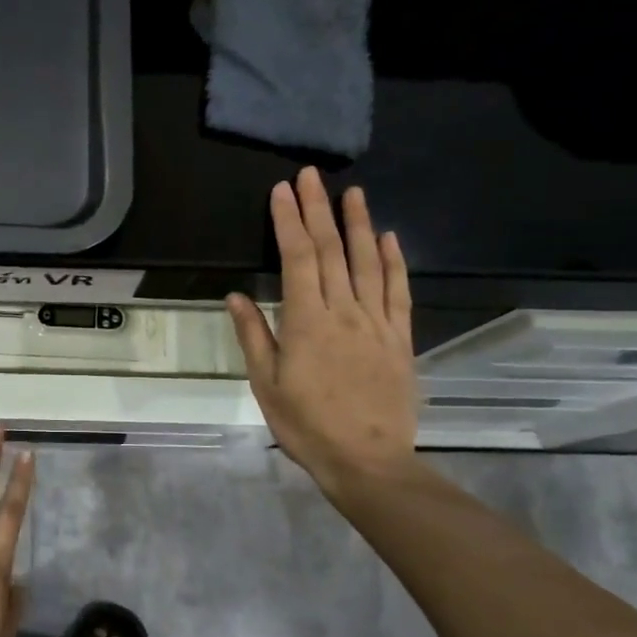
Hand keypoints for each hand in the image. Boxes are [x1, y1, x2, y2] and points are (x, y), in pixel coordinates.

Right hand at [227, 167, 418, 507]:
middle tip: (311, 176)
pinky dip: (394, 262)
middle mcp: (344, 312)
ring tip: (352, 192)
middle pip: (331, 250)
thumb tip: (236, 296)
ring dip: (358, 224)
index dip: (289, 221)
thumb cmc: (306, 425)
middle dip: (319, 210)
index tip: (282, 191)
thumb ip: (254, 335)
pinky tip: (389, 238)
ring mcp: (377, 323)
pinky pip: (399, 292)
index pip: (298, 258)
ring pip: (367, 263)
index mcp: (307, 322)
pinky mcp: (400, 338)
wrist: (367, 461)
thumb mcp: (267, 385)